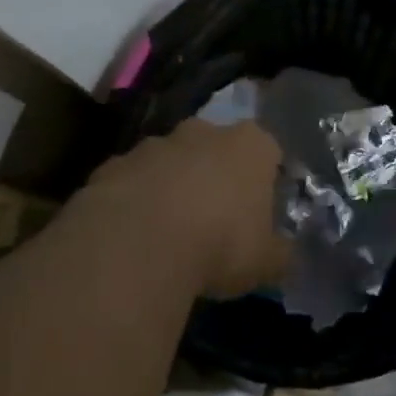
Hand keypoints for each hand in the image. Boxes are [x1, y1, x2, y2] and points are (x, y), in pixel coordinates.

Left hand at [80, 119, 290, 297]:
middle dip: (215, 175)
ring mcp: (152, 145)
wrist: (137, 244)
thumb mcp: (266, 263)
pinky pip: (131, 182)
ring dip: (171, 186)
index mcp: (249, 145)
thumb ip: (279, 254)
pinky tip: (134, 236)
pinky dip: (134, 201)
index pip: (267, 151)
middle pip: (214, 148)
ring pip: (169, 162)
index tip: (259, 211)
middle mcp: (201, 132)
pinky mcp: (112, 165)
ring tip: (169, 232)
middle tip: (214, 218)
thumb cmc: (219, 245)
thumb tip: (283, 255)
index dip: (265, 180)